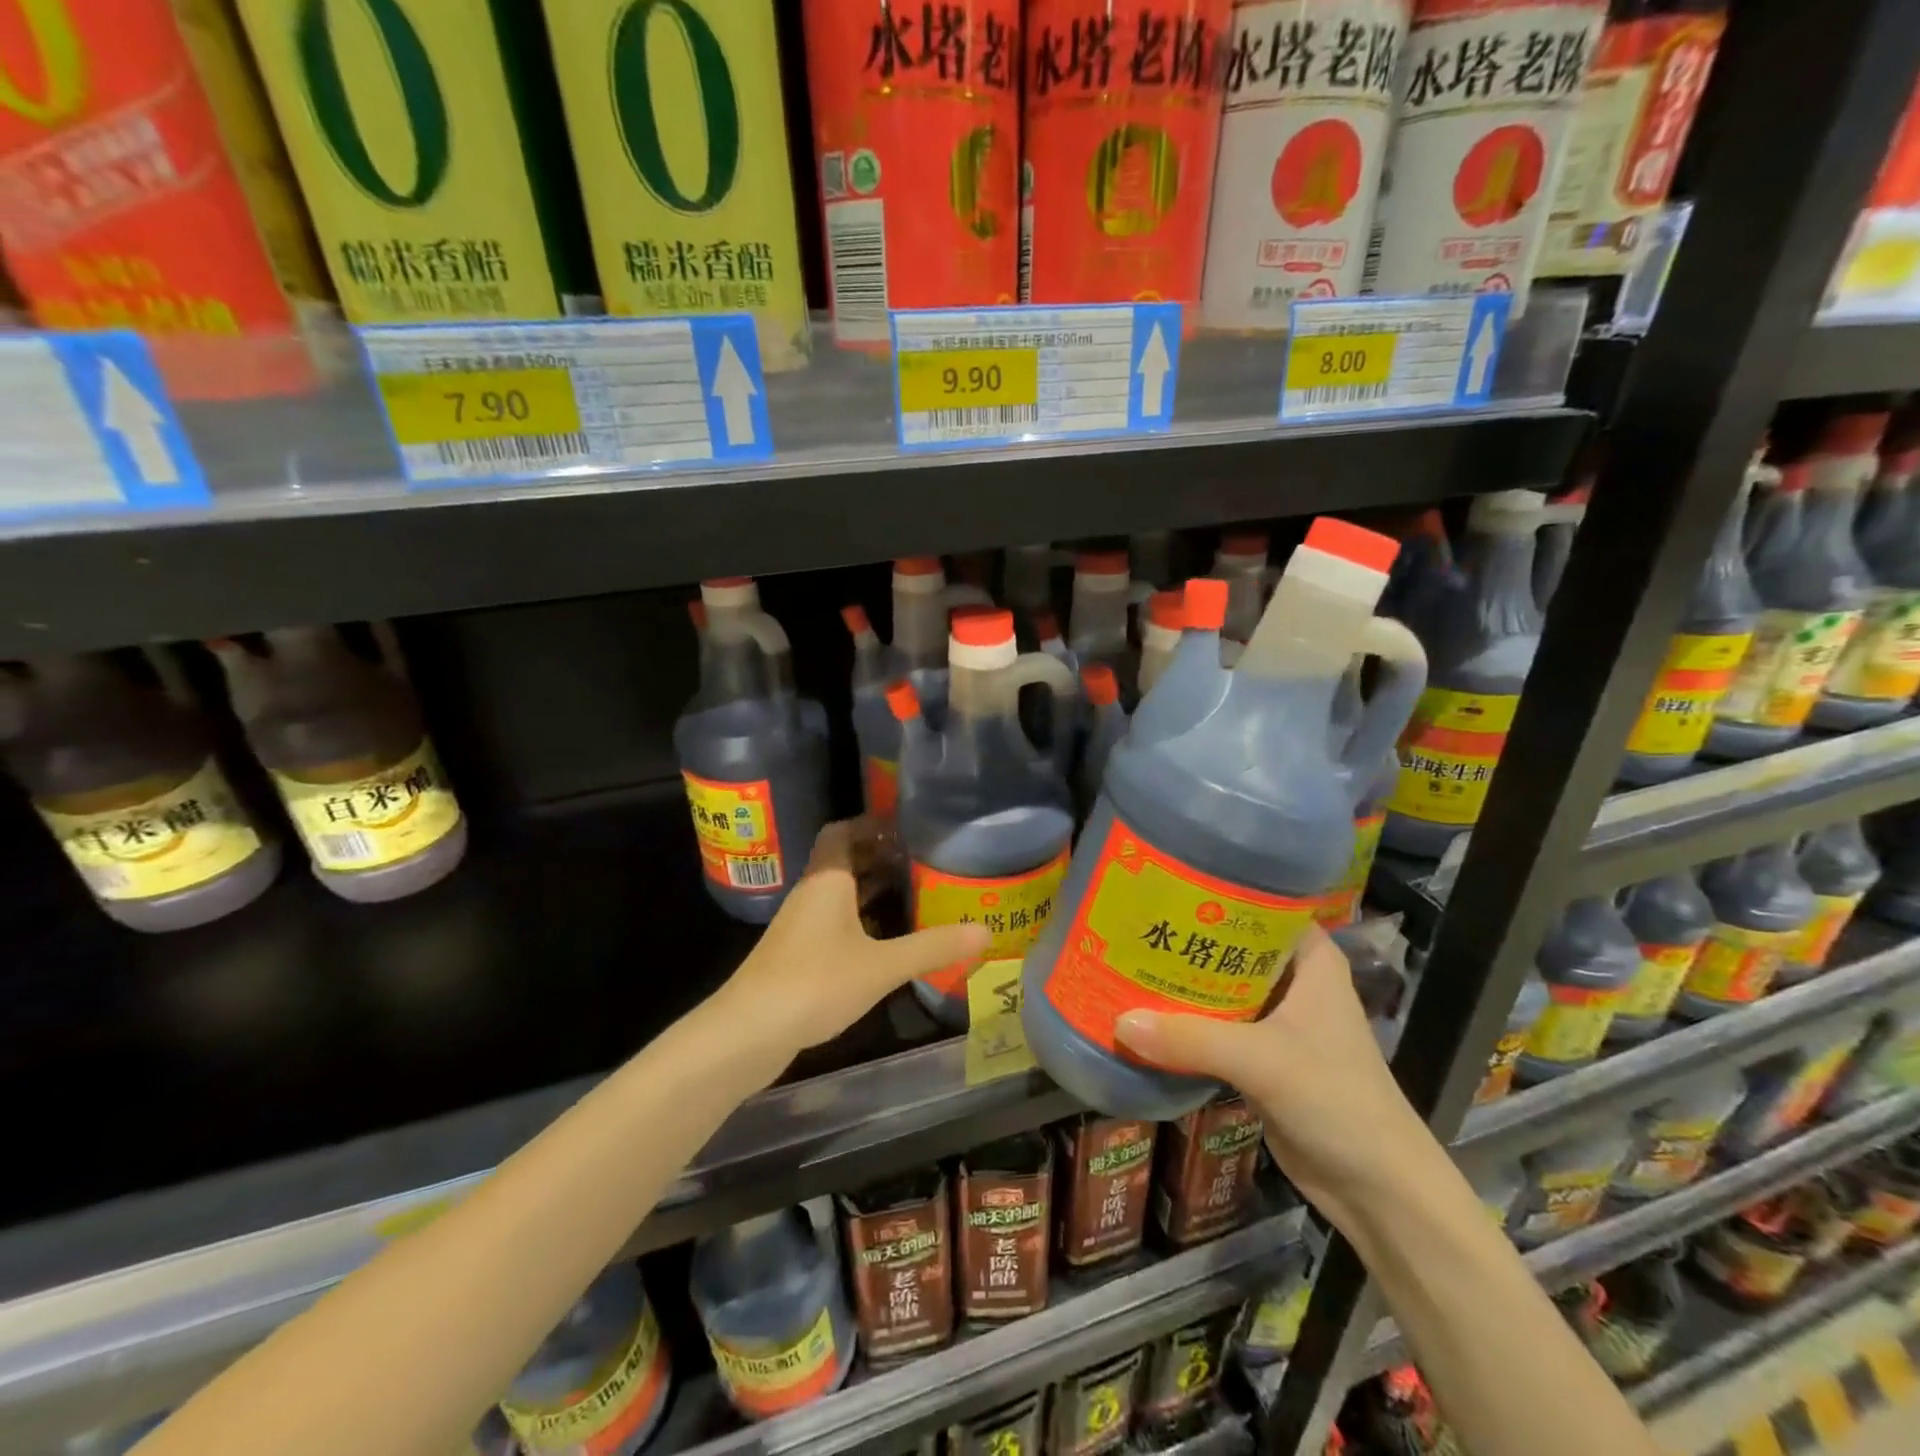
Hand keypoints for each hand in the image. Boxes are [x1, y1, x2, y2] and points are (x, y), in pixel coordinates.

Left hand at [712, 818, 989, 1057]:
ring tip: (915, 893)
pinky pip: (835, 922)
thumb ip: (933, 947)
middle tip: (923, 860)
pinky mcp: (798, 955)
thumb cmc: (815, 982)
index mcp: (827, 880)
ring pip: (840, 894)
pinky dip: (861, 921)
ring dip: (872, 890)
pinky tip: (887, 940)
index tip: (907, 826)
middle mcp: (812, 894)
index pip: (843, 831)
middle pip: (844, 861)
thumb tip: (986, 931)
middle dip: (880, 857)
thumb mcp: (882, 965)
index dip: (872, 823)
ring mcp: (801, 926)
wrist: (747, 1033)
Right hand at [1113, 925, 1440, 1230]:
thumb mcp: (1262, 1061)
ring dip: (1181, 983)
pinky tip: (1145, 1013)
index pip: (1259, 906)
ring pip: (1221, 988)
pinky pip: (1216, 1028)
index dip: (1214, 894)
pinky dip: (1186, 1022)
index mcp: (1310, 961)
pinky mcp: (1263, 1058)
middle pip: (1232, 947)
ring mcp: (1278, 1021)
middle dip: (1186, 938)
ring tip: (1126, 960)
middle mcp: (1293, 982)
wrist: (1378, 1190)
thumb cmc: (1336, 1100)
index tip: (1162, 884)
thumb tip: (1119, 1022)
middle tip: (1131, 922)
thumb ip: (1191, 1039)